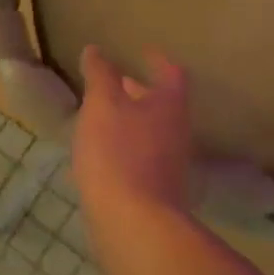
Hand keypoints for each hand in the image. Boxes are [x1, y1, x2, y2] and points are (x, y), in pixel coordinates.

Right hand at [71, 46, 193, 272]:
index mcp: (169, 106)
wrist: (133, 224)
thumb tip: (96, 50)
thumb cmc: (118, 152)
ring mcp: (169, 166)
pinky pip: (140, 159)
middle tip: (114, 83)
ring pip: (150, 133)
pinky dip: (123, 149)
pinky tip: (99, 155)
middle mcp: (177, 133)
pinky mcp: (156, 193)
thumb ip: (100, 74)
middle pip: (162, 105)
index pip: (171, 74)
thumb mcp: (102, 104)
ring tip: (100, 118)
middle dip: (139, 92)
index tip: (144, 53)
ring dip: (129, 122)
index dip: (158, 61)